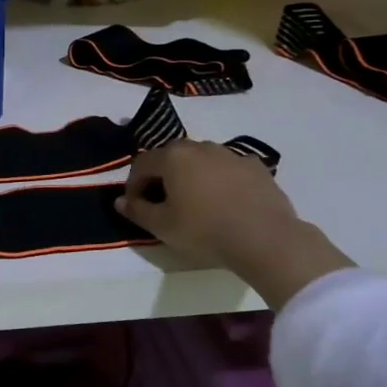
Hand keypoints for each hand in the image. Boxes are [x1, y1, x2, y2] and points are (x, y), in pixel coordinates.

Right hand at [114, 141, 352, 307]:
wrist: (266, 239)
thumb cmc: (205, 231)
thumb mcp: (162, 227)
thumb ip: (137, 211)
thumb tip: (120, 201)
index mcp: (173, 156)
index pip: (141, 164)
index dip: (133, 185)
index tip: (135, 207)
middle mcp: (200, 147)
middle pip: (171, 157)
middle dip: (161, 177)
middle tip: (162, 203)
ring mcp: (231, 154)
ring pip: (201, 160)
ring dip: (191, 176)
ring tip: (195, 202)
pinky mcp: (256, 166)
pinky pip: (229, 169)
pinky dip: (220, 180)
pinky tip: (226, 201)